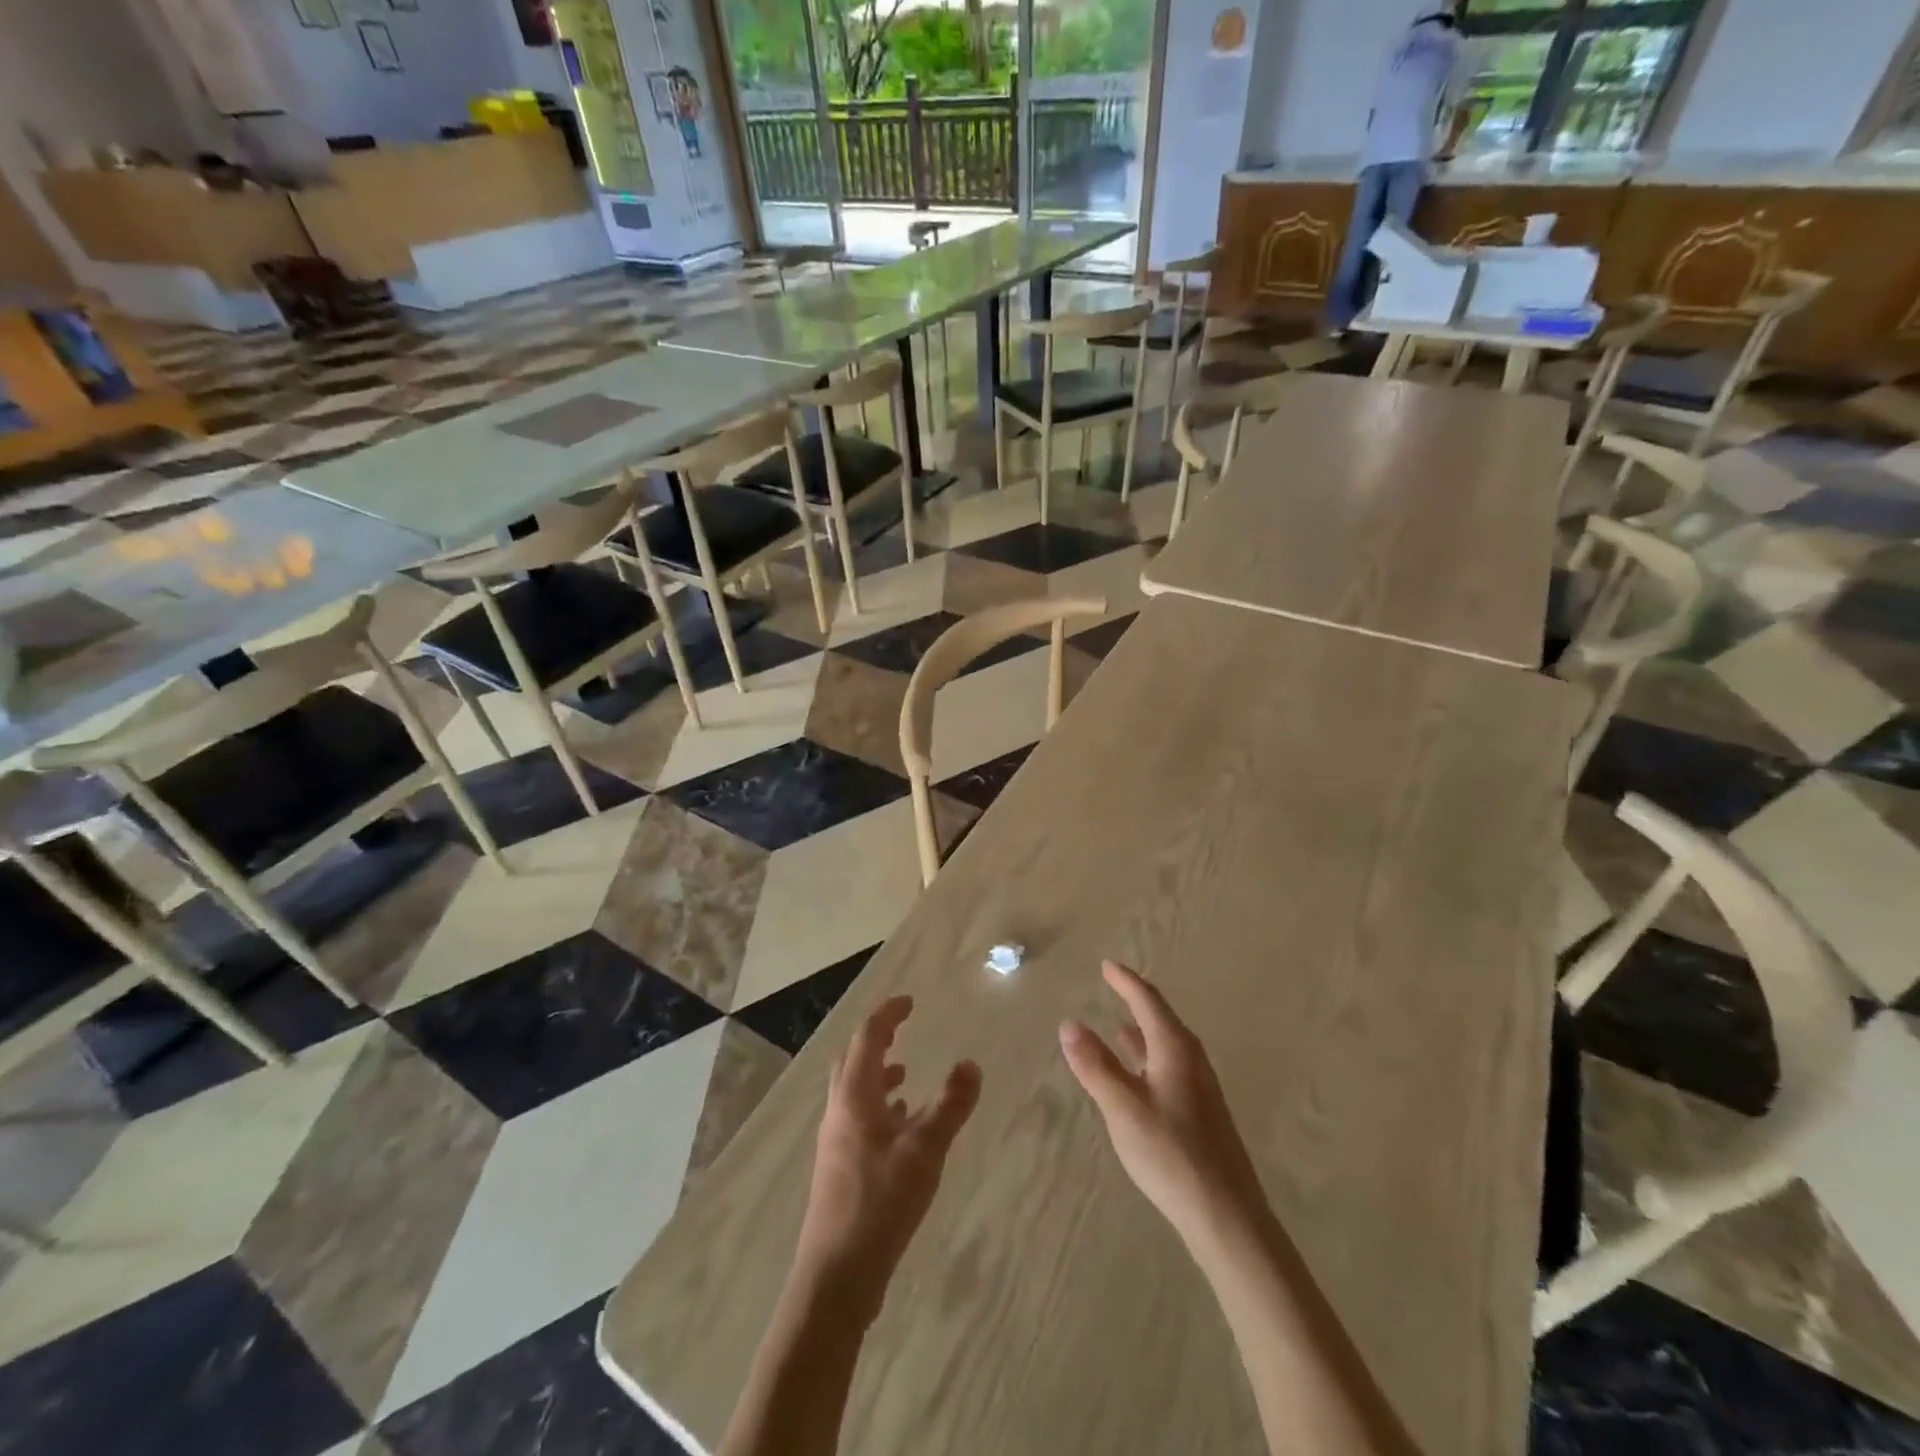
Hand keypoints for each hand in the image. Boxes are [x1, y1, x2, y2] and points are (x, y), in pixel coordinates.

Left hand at [798, 995, 981, 1313]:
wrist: (836, 1276)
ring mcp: (837, 1141)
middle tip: (903, 1028)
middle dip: (877, 1039)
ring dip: (877, 1073)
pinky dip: (880, 1106)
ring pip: (855, 1091)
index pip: (867, 1038)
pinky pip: (859, 1119)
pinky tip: (901, 1125)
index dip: (887, 1015)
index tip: (909, 1002)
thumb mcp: (925, 1151)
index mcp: (854, 1097)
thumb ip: (950, 1105)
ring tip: (906, 1072)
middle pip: (853, 1060)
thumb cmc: (879, 1204)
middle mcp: (839, 1111)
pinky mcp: (841, 1168)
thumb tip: (971, 1063)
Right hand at [1060, 961, 1267, 1251]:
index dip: (1125, 981)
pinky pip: (1170, 1067)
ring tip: (1120, 1025)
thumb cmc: (1171, 1153)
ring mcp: (1200, 1087)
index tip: (1106, 965)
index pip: (1147, 1001)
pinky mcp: (1201, 1113)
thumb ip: (1095, 1065)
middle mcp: (1191, 1059)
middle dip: (1137, 1000)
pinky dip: (1149, 1057)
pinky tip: (1139, 1076)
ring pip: (1166, 1045)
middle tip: (1114, 985)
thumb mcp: (1123, 1107)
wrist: (1227, 1215)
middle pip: (1161, 1018)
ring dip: (1143, 1031)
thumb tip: (1070, 1024)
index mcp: (1175, 1048)